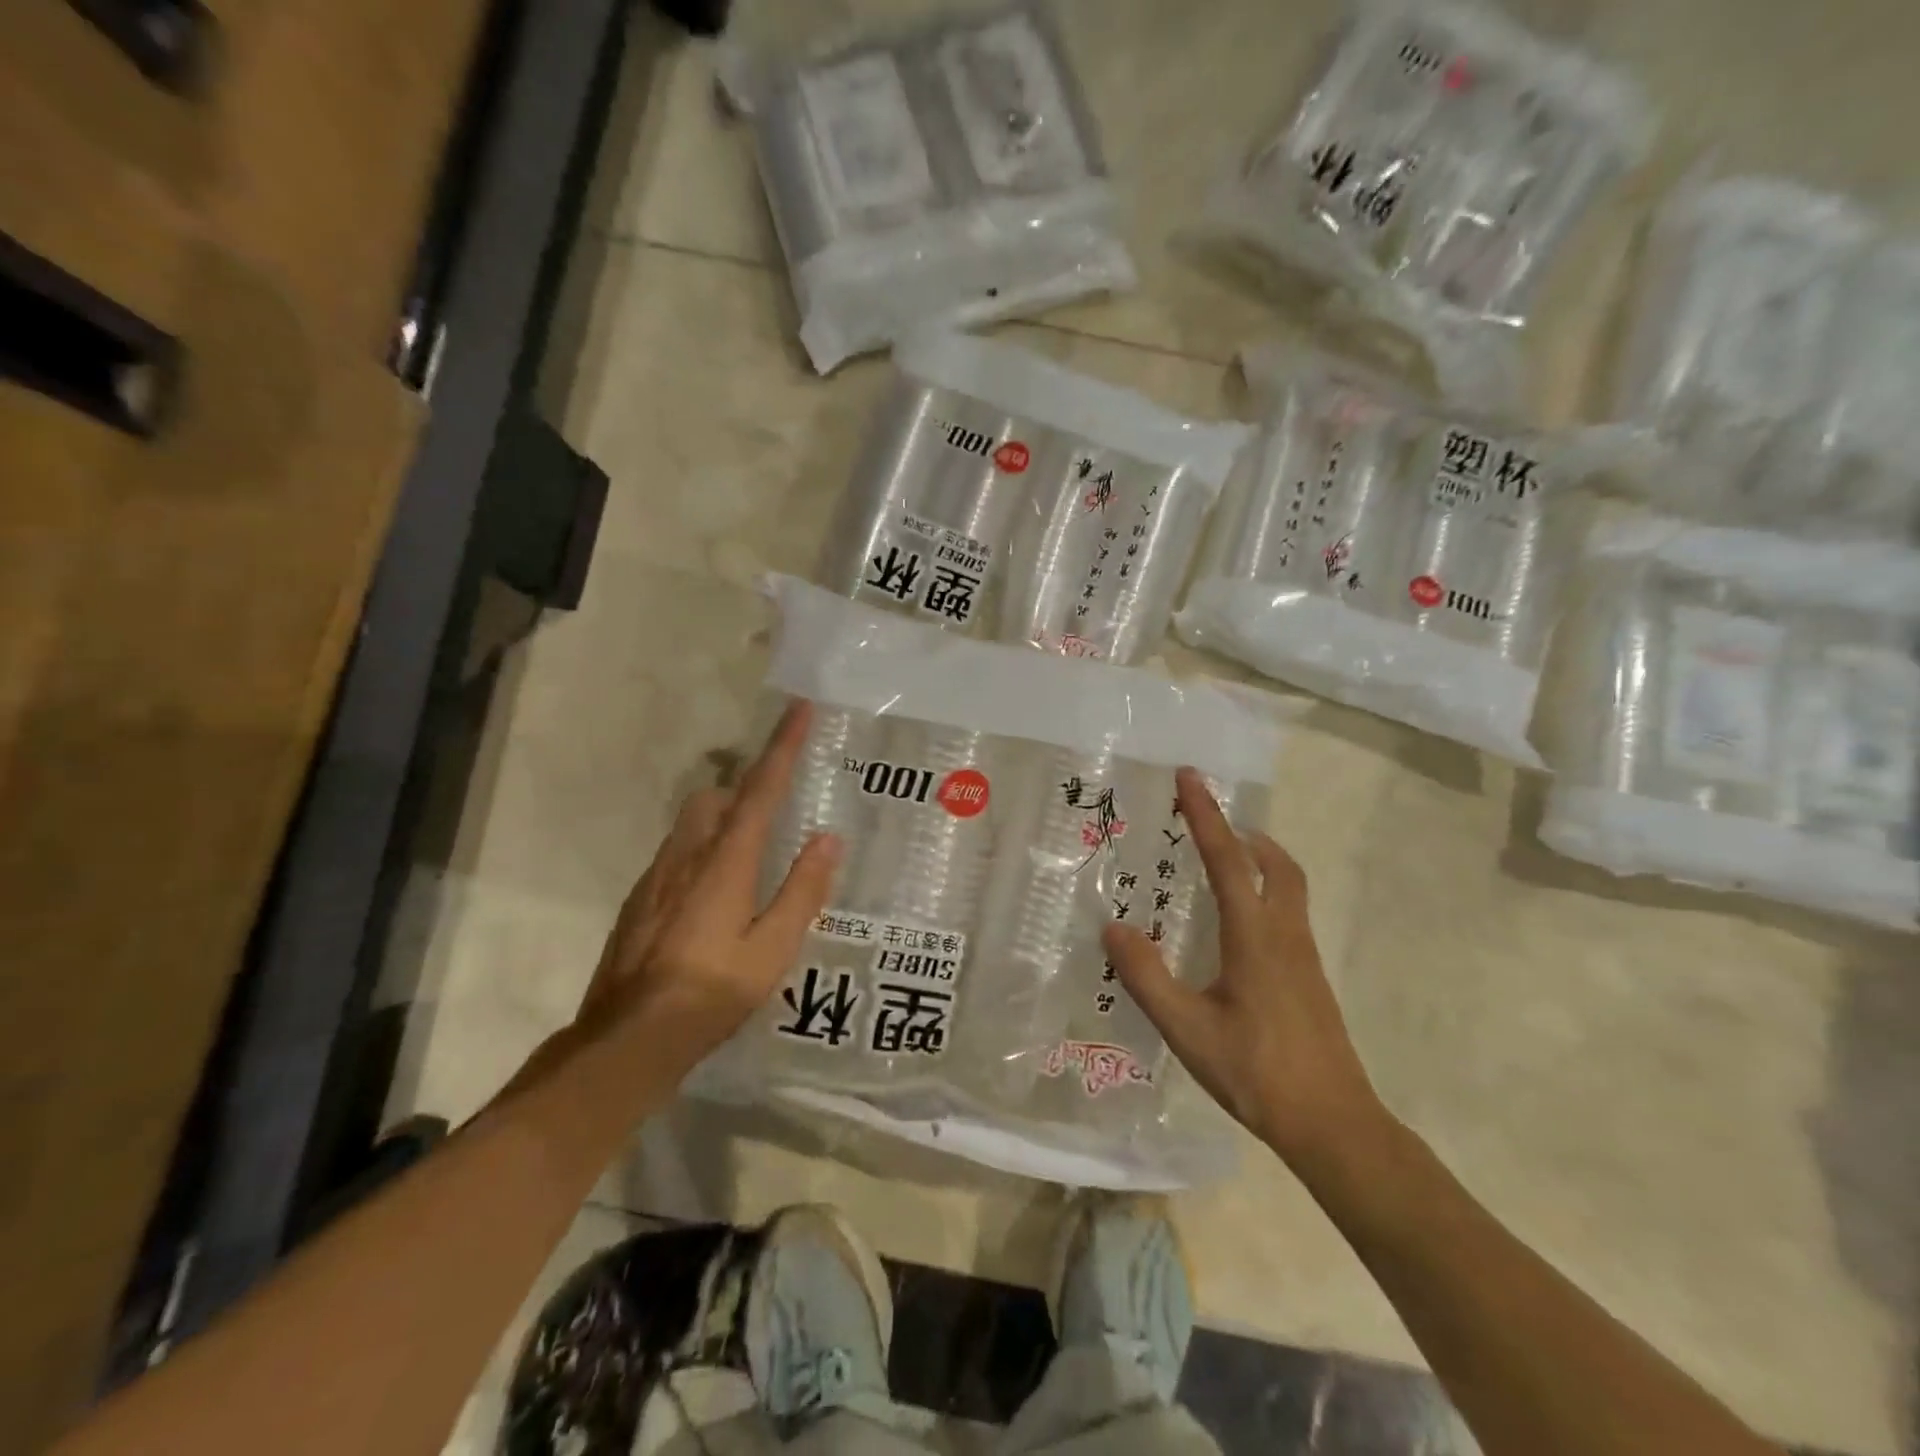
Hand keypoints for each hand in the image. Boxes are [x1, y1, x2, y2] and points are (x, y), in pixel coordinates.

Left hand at [579, 700, 841, 1068]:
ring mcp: (655, 877)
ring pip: (691, 825)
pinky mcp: (638, 900)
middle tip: (773, 813)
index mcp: (726, 861)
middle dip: (744, 789)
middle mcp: (687, 856)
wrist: (629, 1038)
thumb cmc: (712, 992)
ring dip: (721, 822)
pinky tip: (711, 901)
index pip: (760, 789)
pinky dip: (700, 855)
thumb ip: (803, 889)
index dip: (783, 747)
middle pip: (716, 798)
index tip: (798, 709)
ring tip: (748, 860)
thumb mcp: (773, 948)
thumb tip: (827, 838)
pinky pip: (675, 856)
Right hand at [1103, 767, 1381, 1163]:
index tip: (1189, 777)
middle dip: (1242, 832)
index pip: (1229, 860)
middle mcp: (1284, 935)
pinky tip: (1236, 923)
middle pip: (1274, 863)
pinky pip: (1288, 912)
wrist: (1333, 1125)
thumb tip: (1113, 928)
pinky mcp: (1309, 978)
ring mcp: (1303, 956)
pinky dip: (1264, 891)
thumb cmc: (1257, 1072)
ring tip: (1219, 861)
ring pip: (1288, 886)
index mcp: (1255, 937)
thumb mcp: (1187, 1029)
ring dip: (1257, 859)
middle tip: (1206, 821)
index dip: (1206, 815)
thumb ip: (1147, 977)